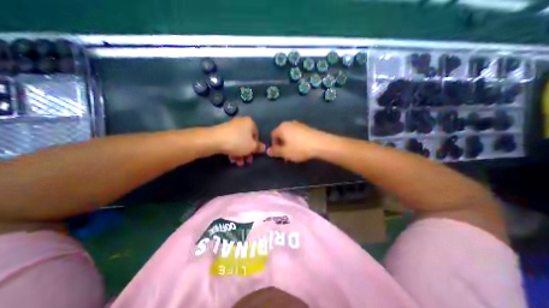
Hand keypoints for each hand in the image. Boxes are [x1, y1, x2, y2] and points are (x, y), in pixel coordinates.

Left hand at [212, 117, 265, 165]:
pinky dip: (233, 150)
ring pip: (239, 142)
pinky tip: (232, 159)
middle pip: (247, 140)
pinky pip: (231, 142)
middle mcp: (241, 123)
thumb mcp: (252, 147)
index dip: (256, 146)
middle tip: (247, 161)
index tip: (254, 154)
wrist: (214, 140)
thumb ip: (259, 147)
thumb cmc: (238, 142)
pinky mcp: (222, 132)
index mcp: (250, 123)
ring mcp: (231, 127)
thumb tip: (263, 147)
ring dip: (240, 154)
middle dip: (247, 152)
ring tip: (239, 163)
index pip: (257, 135)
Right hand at [267, 120, 327, 163]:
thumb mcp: (285, 152)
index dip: (274, 145)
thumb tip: (267, 151)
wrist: (320, 144)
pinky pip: (297, 134)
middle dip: (282, 145)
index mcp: (282, 127)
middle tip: (286, 155)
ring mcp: (299, 124)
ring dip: (289, 144)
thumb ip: (275, 151)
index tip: (279, 153)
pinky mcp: (307, 127)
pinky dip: (297, 141)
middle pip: (282, 135)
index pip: (273, 135)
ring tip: (294, 153)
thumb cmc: (299, 148)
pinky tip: (302, 148)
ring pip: (290, 135)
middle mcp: (289, 123)